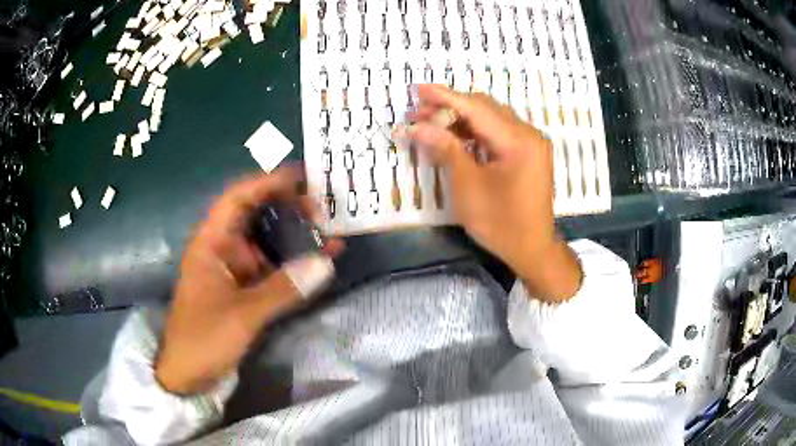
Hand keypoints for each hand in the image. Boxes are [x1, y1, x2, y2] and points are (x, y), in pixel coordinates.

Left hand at [155, 168, 339, 394]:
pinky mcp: (243, 290)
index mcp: (210, 243)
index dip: (267, 183)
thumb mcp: (243, 314)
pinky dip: (293, 265)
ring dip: (293, 236)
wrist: (188, 375)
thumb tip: (326, 263)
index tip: (301, 177)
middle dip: (286, 207)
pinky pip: (271, 269)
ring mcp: (234, 270)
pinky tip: (317, 262)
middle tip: (321, 207)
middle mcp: (222, 249)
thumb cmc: (204, 338)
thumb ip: (284, 288)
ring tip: (327, 230)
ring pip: (265, 242)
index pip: (237, 199)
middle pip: (254, 216)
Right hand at [396, 84, 581, 300]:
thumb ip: (445, 149)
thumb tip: (416, 126)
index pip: (476, 108)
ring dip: (460, 119)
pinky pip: (498, 132)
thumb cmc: (500, 223)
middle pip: (484, 108)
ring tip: (429, 124)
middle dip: (449, 107)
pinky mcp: (528, 152)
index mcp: (518, 141)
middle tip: (418, 113)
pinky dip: (475, 132)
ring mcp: (530, 143)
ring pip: (490, 118)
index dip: (444, 97)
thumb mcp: (468, 187)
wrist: (532, 249)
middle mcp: (528, 134)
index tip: (417, 88)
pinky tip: (453, 136)